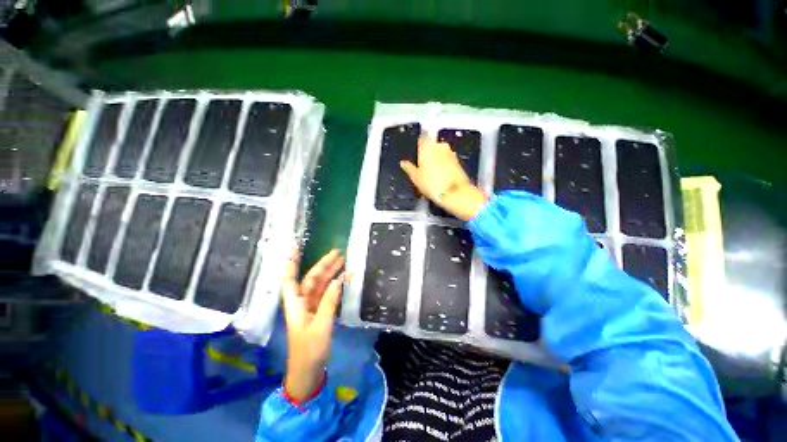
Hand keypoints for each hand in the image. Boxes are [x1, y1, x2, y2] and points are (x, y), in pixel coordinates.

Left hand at [281, 248, 345, 401]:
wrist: (308, 373)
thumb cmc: (309, 350)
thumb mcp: (321, 325)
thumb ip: (330, 301)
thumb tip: (339, 279)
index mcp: (296, 304)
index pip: (291, 278)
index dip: (292, 262)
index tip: (296, 246)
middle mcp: (303, 302)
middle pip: (312, 278)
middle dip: (323, 264)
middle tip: (338, 251)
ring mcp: (312, 307)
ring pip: (322, 284)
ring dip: (331, 272)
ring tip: (343, 260)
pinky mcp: (320, 313)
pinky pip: (328, 294)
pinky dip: (336, 285)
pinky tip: (344, 278)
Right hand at [400, 136, 487, 220]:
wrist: (455, 194)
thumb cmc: (432, 184)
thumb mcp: (415, 177)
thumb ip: (409, 168)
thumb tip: (403, 163)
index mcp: (427, 146)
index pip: (422, 138)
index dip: (418, 146)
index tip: (416, 155)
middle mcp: (440, 146)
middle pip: (432, 147)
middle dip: (427, 156)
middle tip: (422, 170)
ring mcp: (451, 153)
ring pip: (440, 155)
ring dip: (436, 163)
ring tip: (431, 179)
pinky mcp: (458, 163)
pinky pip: (448, 162)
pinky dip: (443, 169)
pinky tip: (439, 181)